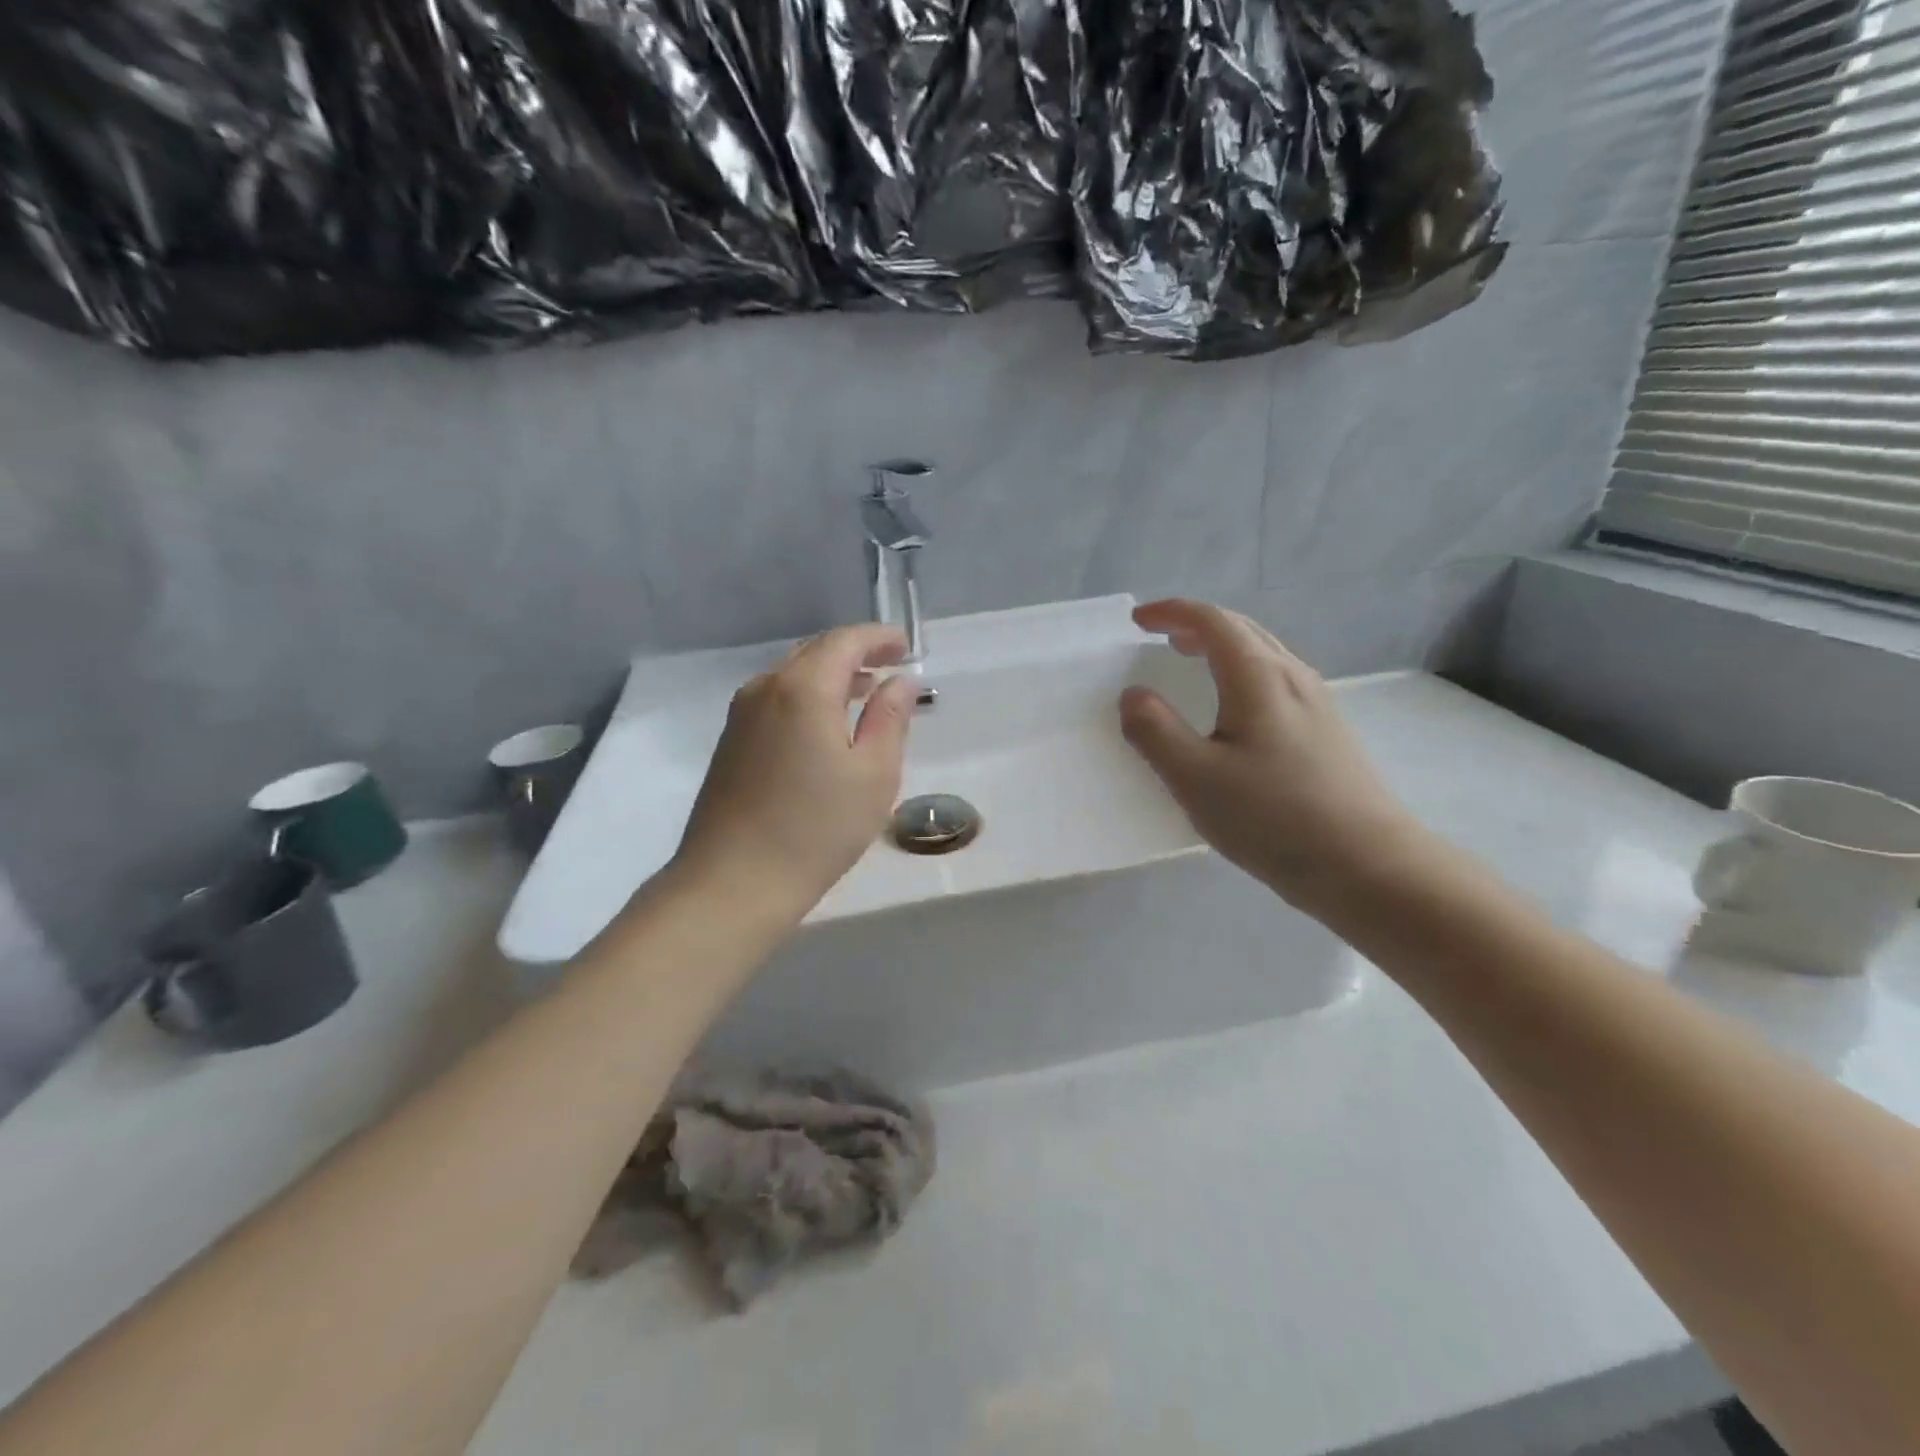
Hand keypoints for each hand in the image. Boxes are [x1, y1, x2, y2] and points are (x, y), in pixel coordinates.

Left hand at [674, 625, 917, 919]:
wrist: (733, 882)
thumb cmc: (816, 829)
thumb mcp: (873, 775)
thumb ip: (890, 718)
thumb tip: (901, 682)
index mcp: (803, 688)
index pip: (845, 641)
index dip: (879, 637)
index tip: (907, 645)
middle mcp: (765, 688)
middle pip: (815, 652)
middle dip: (856, 652)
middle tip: (891, 664)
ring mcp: (741, 715)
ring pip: (792, 675)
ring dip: (831, 675)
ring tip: (865, 691)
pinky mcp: (730, 741)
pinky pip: (776, 699)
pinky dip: (807, 696)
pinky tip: (826, 724)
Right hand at [1119, 599, 1420, 915]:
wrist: (1367, 864)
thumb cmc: (1273, 817)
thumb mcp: (1195, 777)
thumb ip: (1154, 731)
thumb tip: (1133, 694)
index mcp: (1258, 677)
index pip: (1211, 621)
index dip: (1171, 612)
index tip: (1138, 621)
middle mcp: (1292, 677)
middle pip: (1242, 629)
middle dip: (1197, 624)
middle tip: (1162, 637)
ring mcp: (1317, 702)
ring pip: (1263, 653)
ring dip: (1222, 646)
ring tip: (1192, 663)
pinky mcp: (1328, 730)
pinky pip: (1276, 679)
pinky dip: (1242, 672)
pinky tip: (1234, 709)